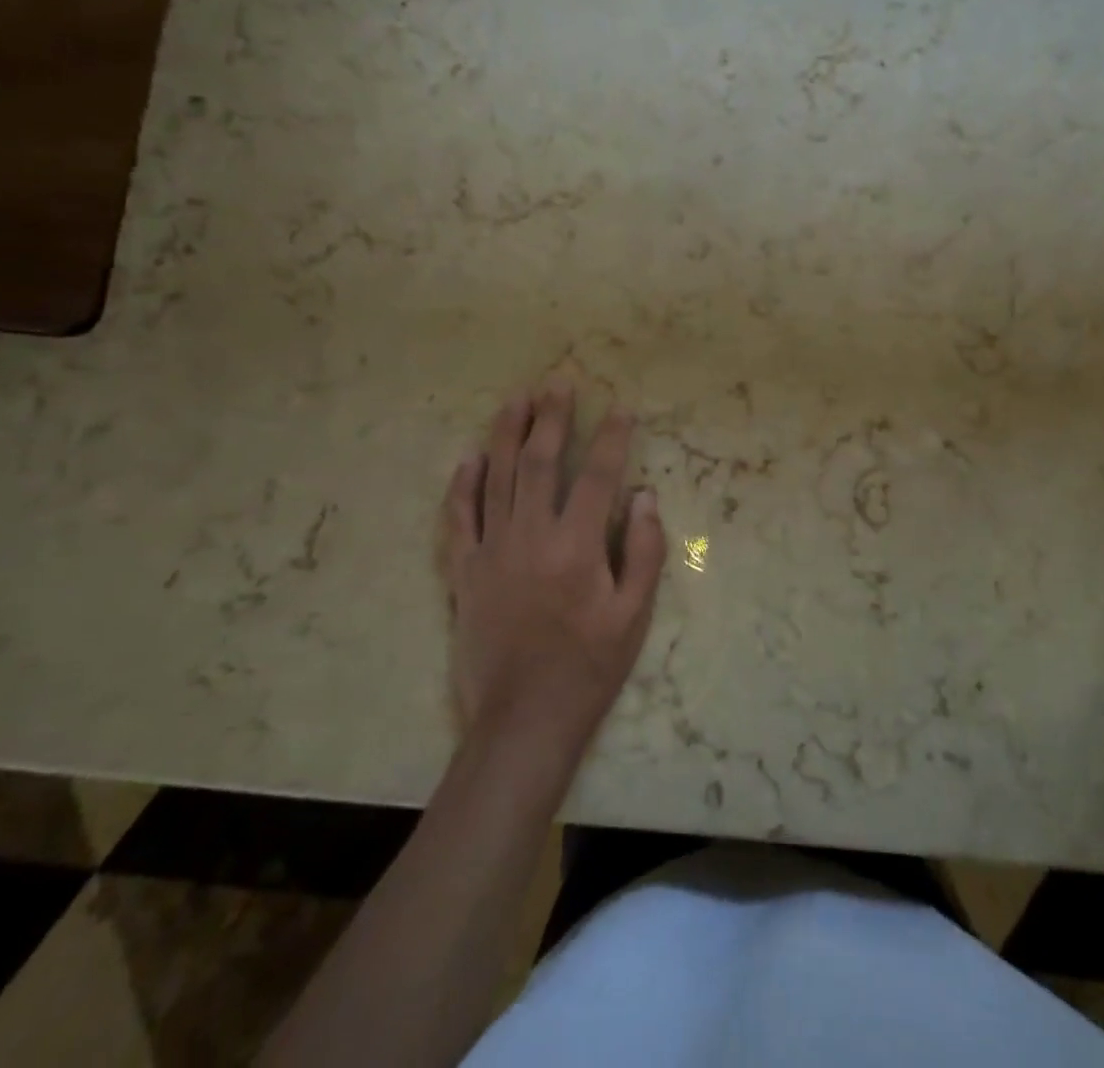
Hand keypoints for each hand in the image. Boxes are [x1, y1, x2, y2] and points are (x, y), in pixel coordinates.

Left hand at [439, 383, 666, 757]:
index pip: (598, 475)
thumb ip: (644, 551)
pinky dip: (463, 485)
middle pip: (540, 462)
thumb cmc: (589, 667)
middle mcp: (532, 537)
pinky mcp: (465, 572)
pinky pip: (459, 518)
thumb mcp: (634, 616)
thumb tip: (643, 497)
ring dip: (507, 434)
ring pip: (497, 478)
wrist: (523, 720)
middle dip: (552, 418)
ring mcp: (492, 552)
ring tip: (517, 399)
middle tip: (558, 383)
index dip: (611, 437)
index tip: (620, 408)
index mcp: (577, 546)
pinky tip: (470, 457)